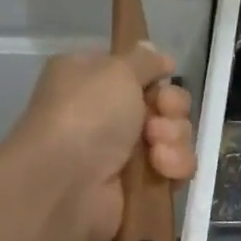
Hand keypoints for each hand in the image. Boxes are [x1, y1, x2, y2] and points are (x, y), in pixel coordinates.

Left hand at [13, 44, 194, 240]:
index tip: (163, 78)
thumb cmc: (86, 115)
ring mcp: (121, 153)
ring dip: (174, 139)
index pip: (137, 72)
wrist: (65, 183)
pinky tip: (162, 168)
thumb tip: (156, 53)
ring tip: (157, 149)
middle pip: (163, 105)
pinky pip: (173, 170)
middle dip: (172, 109)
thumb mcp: (115, 70)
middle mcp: (105, 115)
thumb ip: (143, 60)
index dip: (157, 76)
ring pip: (173, 137)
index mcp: (91, 79)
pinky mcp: (137, 186)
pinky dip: (174, 167)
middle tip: (160, 116)